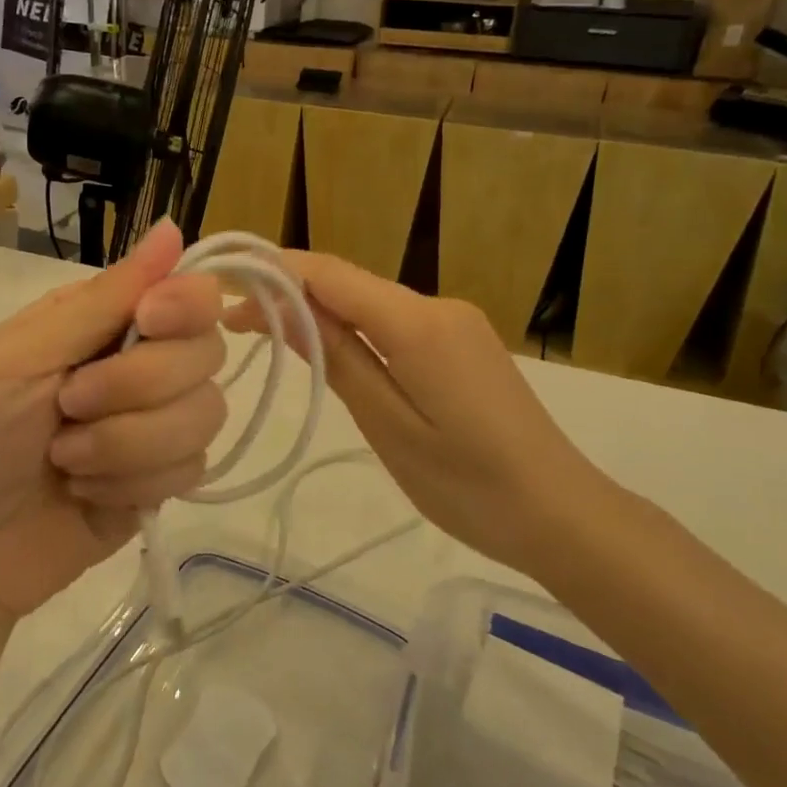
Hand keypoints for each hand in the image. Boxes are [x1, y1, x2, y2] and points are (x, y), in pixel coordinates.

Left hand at [0, 220, 226, 619]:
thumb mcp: (21, 356)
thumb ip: (103, 299)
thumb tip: (173, 228)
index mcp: (105, 321)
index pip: (191, 293)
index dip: (185, 306)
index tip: (148, 323)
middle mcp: (140, 364)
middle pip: (206, 353)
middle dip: (136, 387)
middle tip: (67, 407)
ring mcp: (154, 427)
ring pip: (206, 414)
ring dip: (128, 443)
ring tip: (66, 461)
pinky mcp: (160, 483)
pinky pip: (192, 469)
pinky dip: (132, 483)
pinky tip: (85, 495)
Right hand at [233, 252, 594, 573]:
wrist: (562, 514)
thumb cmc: (469, 484)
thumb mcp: (388, 425)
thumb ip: (339, 359)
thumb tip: (287, 309)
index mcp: (418, 323)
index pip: (331, 275)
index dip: (274, 271)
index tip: (224, 285)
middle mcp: (438, 306)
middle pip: (349, 283)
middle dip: (289, 293)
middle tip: (234, 323)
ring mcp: (455, 323)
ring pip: (370, 302)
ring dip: (319, 312)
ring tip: (268, 336)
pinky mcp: (463, 344)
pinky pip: (395, 322)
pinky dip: (354, 329)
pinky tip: (329, 350)